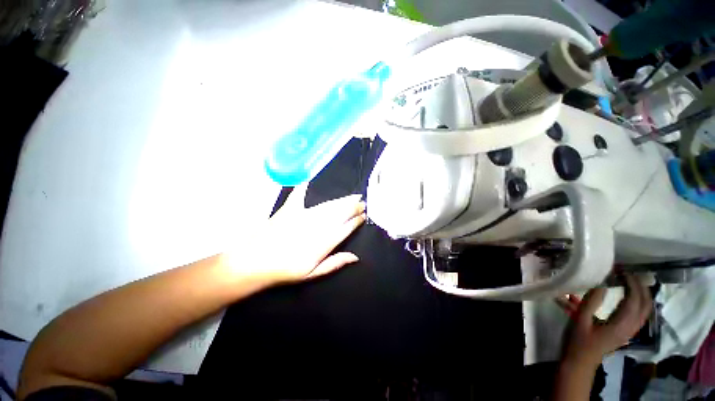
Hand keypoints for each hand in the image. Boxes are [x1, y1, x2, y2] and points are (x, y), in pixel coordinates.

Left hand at [225, 186, 365, 286]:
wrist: (256, 262)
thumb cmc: (287, 270)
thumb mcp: (313, 273)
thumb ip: (335, 263)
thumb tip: (355, 257)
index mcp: (324, 242)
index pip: (345, 228)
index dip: (356, 221)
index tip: (364, 215)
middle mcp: (318, 225)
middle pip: (340, 213)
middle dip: (353, 207)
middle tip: (362, 202)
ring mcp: (304, 215)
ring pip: (329, 205)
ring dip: (342, 200)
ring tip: (352, 196)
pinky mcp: (290, 209)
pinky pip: (299, 195)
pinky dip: (304, 187)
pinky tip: (309, 180)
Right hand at [561, 274, 652, 367]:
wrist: (580, 362)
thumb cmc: (578, 340)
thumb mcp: (580, 320)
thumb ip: (591, 302)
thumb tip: (601, 283)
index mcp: (620, 325)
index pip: (634, 301)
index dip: (631, 283)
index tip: (620, 270)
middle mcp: (630, 328)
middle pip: (645, 305)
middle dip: (640, 286)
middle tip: (627, 272)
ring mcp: (630, 331)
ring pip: (646, 310)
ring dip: (642, 294)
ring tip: (632, 280)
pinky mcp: (626, 332)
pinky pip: (640, 315)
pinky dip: (639, 302)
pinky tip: (630, 295)